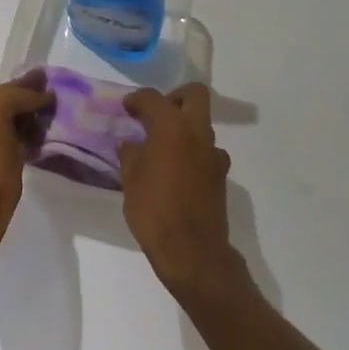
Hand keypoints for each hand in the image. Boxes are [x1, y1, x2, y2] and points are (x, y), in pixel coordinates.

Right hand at [119, 84, 246, 305]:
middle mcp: (197, 132)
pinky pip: (206, 151)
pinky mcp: (220, 176)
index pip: (153, 98)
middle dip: (175, 98)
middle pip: (194, 95)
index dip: (137, 99)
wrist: (193, 254)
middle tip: (156, 115)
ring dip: (185, 127)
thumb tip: (131, 143)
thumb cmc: (155, 211)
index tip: (127, 107)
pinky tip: (177, 171)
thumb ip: (130, 154)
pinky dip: (193, 152)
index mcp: (172, 126)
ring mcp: (213, 154)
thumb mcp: (131, 180)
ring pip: (202, 124)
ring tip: (163, 147)